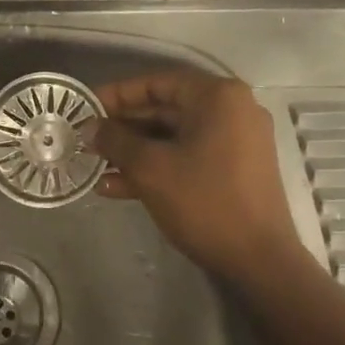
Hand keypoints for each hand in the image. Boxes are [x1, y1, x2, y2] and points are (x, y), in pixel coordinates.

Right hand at [92, 70, 308, 281]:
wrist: (260, 261)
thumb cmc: (204, 201)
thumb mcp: (150, 168)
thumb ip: (115, 140)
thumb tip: (90, 127)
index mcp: (217, 97)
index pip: (156, 83)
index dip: (117, 94)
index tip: (85, 108)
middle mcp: (231, 111)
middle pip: (165, 109)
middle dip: (123, 127)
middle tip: (87, 139)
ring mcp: (236, 142)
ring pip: (173, 137)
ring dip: (134, 151)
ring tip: (94, 166)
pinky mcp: (234, 170)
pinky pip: (188, 157)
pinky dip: (156, 167)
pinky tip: (116, 186)